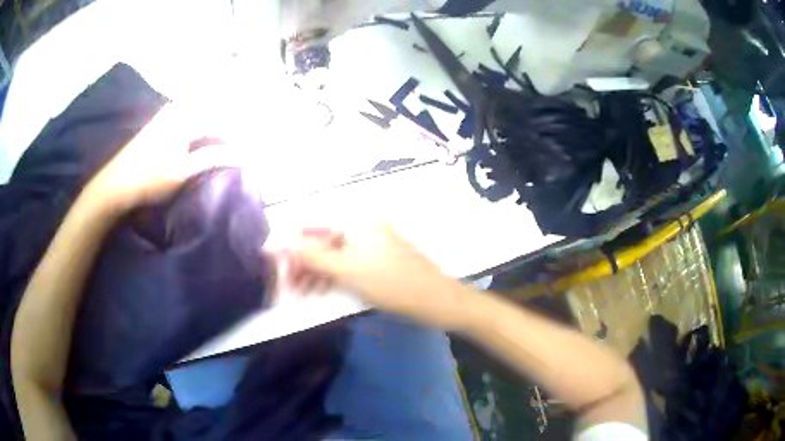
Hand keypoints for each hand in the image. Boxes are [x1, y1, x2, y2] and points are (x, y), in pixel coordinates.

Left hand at [86, 104, 234, 212]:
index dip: (236, 136)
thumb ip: (212, 158)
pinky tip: (200, 135)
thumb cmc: (149, 180)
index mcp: (186, 120)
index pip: (220, 123)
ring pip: (199, 112)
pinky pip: (187, 114)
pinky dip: (198, 123)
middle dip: (226, 126)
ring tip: (223, 140)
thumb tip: (242, 154)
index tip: (249, 150)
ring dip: (212, 123)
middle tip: (239, 144)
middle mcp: (178, 110)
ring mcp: (167, 113)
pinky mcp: (160, 121)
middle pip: (211, 113)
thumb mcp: (182, 172)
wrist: (115, 184)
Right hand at [283, 225, 469, 329]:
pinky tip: (319, 292)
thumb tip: (274, 243)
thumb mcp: (348, 270)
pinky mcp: (378, 260)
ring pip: (333, 256)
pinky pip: (347, 265)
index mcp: (357, 221)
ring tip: (299, 295)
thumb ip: (311, 255)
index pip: (311, 227)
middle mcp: (362, 227)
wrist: (439, 302)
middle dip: (302, 265)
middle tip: (287, 290)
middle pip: (321, 242)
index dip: (290, 248)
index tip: (275, 270)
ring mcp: (372, 244)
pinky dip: (332, 278)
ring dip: (314, 274)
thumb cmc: (394, 285)